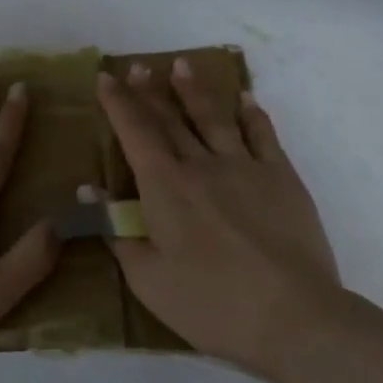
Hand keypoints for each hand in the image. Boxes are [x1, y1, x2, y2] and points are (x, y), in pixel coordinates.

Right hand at [98, 58, 342, 381]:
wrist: (294, 317)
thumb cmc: (210, 304)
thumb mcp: (147, 278)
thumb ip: (117, 230)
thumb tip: (89, 189)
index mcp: (164, 187)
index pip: (134, 132)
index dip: (118, 103)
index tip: (106, 77)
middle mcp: (201, 165)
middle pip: (170, 118)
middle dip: (150, 91)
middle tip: (139, 66)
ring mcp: (245, 167)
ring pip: (214, 118)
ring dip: (195, 90)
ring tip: (182, 65)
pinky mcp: (282, 179)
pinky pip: (263, 136)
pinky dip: (252, 114)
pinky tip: (246, 100)